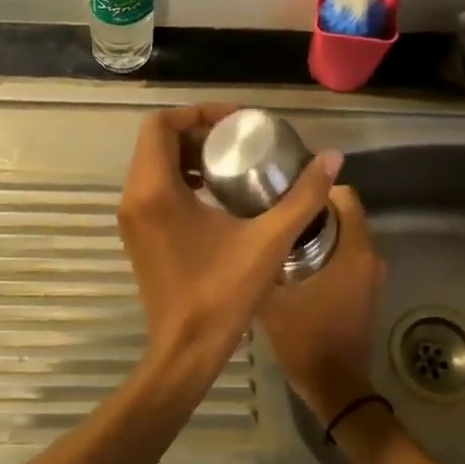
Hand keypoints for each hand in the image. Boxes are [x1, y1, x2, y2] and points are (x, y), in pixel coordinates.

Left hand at [117, 103, 341, 405]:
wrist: (185, 350)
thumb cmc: (222, 294)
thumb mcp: (268, 241)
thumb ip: (302, 197)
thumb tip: (333, 158)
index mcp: (155, 190)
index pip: (161, 124)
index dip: (199, 113)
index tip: (237, 121)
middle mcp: (134, 197)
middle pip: (157, 141)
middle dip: (198, 132)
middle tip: (240, 140)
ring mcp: (131, 219)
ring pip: (153, 165)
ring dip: (189, 156)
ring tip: (233, 163)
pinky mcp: (137, 236)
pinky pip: (153, 189)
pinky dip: (180, 179)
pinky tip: (218, 196)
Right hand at [256, 185, 387, 426]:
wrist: (336, 387)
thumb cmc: (306, 338)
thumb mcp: (271, 298)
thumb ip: (260, 263)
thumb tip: (241, 237)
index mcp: (354, 250)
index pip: (346, 196)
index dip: (316, 188)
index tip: (285, 189)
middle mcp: (369, 257)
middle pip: (343, 215)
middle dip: (311, 209)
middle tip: (272, 210)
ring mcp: (370, 277)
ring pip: (343, 237)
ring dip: (316, 232)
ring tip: (277, 233)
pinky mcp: (364, 292)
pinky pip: (345, 257)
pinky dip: (324, 252)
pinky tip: (291, 261)